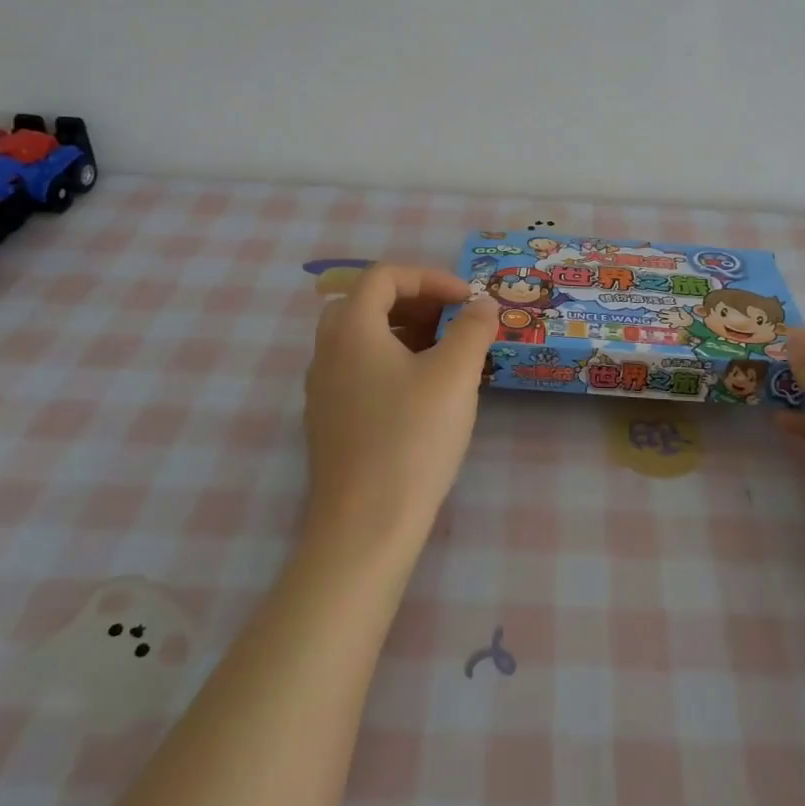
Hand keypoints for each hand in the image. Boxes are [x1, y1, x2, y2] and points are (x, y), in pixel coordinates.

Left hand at [303, 265, 497, 552]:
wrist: (364, 529)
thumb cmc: (411, 439)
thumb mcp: (454, 375)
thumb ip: (472, 329)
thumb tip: (481, 305)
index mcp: (351, 329)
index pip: (384, 276)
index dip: (430, 277)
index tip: (467, 300)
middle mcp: (327, 352)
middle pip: (368, 303)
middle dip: (416, 302)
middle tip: (452, 321)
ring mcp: (323, 389)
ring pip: (363, 338)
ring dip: (405, 332)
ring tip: (446, 355)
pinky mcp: (329, 422)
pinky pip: (359, 370)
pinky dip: (392, 362)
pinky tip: (424, 393)